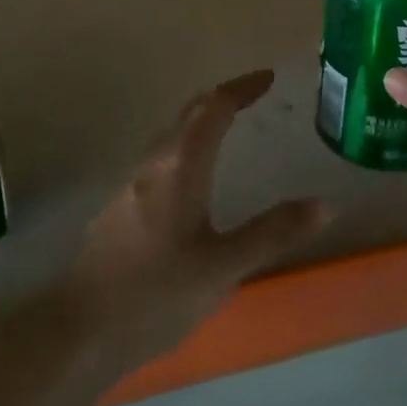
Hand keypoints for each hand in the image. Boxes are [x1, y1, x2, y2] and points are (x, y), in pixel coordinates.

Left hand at [51, 70, 325, 376]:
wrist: (80, 327)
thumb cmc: (157, 292)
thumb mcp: (223, 266)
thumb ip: (273, 232)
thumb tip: (325, 203)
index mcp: (182, 164)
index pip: (215, 108)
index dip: (242, 88)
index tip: (268, 78)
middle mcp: (155, 161)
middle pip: (190, 112)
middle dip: (222, 97)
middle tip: (253, 95)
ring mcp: (133, 181)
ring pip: (172, 132)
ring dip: (202, 119)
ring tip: (229, 125)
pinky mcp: (122, 204)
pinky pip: (162, 154)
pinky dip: (187, 143)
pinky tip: (193, 174)